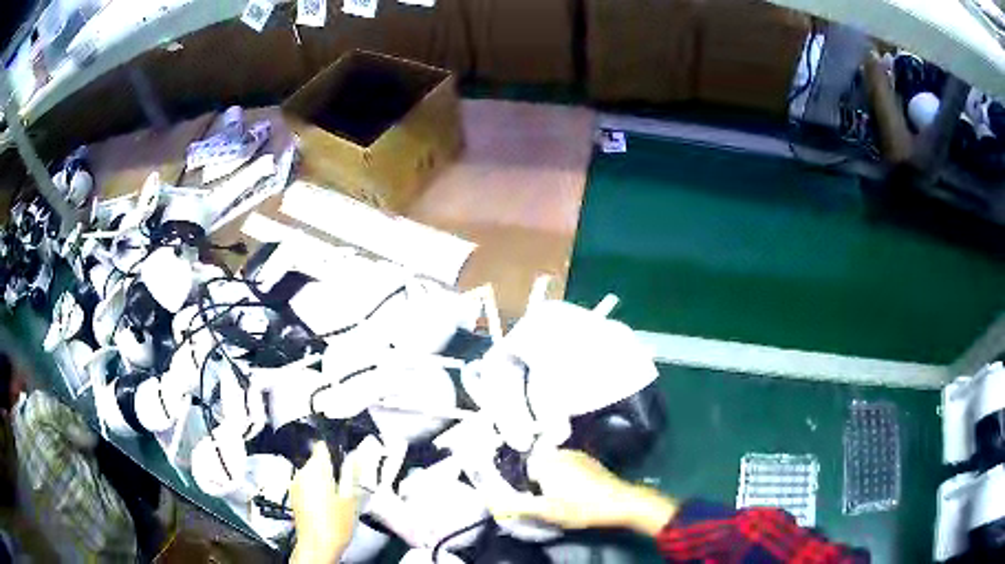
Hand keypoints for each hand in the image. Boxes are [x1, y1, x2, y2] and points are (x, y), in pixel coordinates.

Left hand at [290, 442, 358, 563]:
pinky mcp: (294, 496)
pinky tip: (328, 504)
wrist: (317, 546)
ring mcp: (295, 484)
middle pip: (317, 460)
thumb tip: (356, 454)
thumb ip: (353, 473)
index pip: (322, 445)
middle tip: (348, 482)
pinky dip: (316, 488)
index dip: (335, 448)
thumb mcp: (351, 498)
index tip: (347, 457)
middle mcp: (301, 472)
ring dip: (324, 478)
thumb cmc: (336, 522)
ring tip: (339, 495)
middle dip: (331, 467)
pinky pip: (307, 484)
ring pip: (312, 473)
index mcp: (316, 468)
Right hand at [490, 449, 678, 536]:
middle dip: (538, 479)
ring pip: (554, 464)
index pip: (522, 466)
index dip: (524, 483)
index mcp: (546, 461)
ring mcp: (577, 454)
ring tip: (562, 496)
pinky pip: (569, 465)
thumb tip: (493, 501)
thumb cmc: (581, 507)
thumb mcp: (547, 511)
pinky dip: (568, 475)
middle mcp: (559, 451)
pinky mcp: (590, 460)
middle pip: (537, 463)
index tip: (531, 496)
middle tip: (546, 498)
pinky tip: (576, 491)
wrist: (620, 502)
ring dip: (553, 477)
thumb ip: (518, 505)